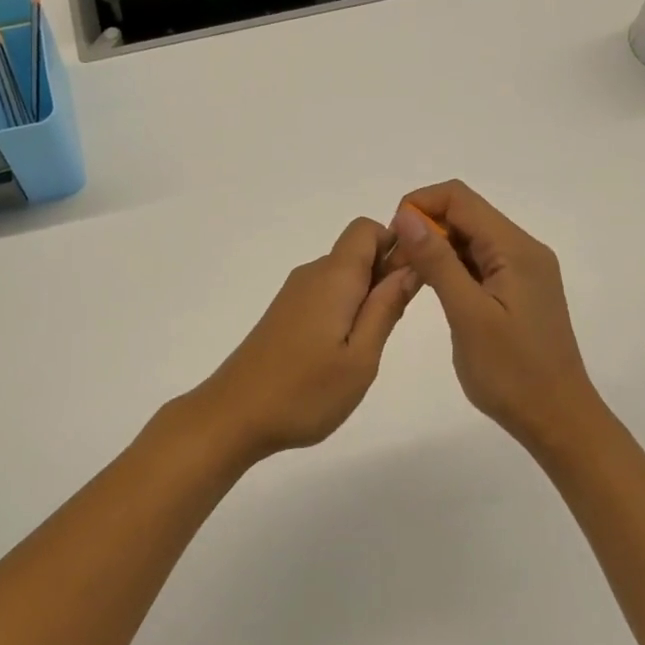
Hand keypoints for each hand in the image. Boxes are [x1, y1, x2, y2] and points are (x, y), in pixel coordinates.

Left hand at [181, 218, 420, 466]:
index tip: (409, 285)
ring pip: (342, 278)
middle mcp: (311, 275)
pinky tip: (340, 354)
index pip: (367, 229)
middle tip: (390, 329)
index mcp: (333, 277)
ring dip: (364, 300)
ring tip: (365, 349)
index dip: (395, 245)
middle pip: (357, 253)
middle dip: (384, 277)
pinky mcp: (283, 315)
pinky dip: (343, 313)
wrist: (233, 415)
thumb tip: (411, 266)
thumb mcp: (361, 357)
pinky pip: (324, 297)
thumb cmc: (305, 391)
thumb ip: (386, 308)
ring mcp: (293, 295)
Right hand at [388, 180, 608, 457]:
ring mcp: (523, 272)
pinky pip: (479, 263)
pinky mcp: (518, 292)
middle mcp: (524, 250)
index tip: (394, 240)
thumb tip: (406, 215)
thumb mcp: (467, 314)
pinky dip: (451, 268)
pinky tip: (432, 291)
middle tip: (395, 266)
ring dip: (436, 249)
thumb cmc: (511, 372)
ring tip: (407, 279)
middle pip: (466, 215)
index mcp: (516, 249)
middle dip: (425, 228)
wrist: (557, 419)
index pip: (460, 198)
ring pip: (470, 239)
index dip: (420, 206)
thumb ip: (437, 261)